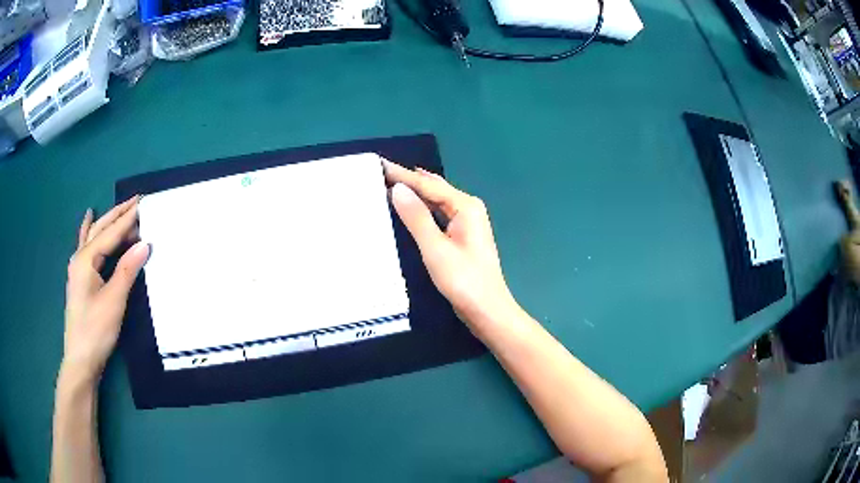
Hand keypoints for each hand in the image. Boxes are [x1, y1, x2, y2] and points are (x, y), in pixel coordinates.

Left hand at [62, 197, 149, 383]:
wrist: (81, 359)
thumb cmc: (95, 330)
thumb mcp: (113, 301)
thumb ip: (127, 270)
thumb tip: (145, 244)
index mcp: (86, 259)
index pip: (111, 234)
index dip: (128, 219)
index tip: (145, 204)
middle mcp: (80, 258)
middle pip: (100, 229)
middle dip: (118, 214)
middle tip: (136, 201)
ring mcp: (78, 268)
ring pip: (94, 236)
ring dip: (109, 223)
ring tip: (122, 210)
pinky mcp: (80, 278)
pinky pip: (86, 245)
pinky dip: (89, 230)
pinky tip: (88, 217)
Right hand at [383, 160, 518, 328]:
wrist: (487, 310)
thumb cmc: (463, 280)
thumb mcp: (435, 248)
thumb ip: (416, 217)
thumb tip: (398, 188)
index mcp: (465, 206)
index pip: (428, 185)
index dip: (402, 174)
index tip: (379, 163)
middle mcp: (468, 208)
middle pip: (434, 189)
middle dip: (408, 179)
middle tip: (381, 171)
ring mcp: (467, 222)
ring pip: (436, 200)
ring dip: (415, 192)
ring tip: (390, 182)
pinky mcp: (462, 236)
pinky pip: (438, 213)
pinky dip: (422, 207)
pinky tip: (410, 205)